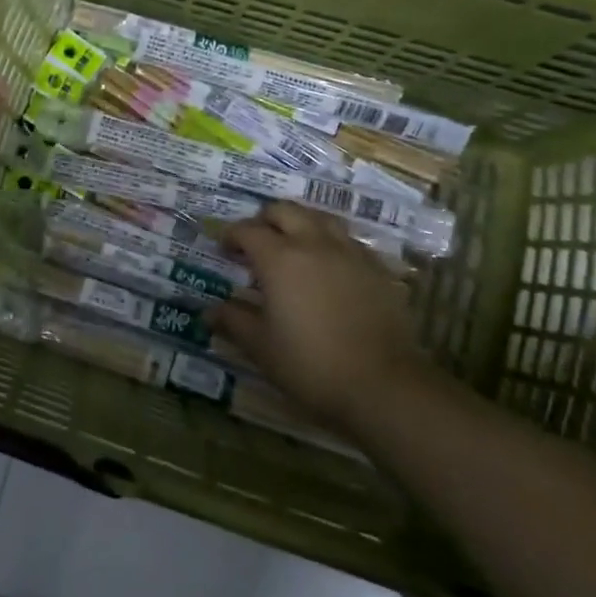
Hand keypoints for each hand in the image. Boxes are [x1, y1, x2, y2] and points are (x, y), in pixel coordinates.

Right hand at [210, 202, 429, 430]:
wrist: (385, 386)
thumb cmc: (312, 365)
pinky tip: (329, 266)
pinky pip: (348, 240)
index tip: (224, 249)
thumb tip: (210, 312)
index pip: (248, 230)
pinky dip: (330, 242)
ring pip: (320, 218)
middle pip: (285, 211)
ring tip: (293, 244)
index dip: (231, 235)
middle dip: (265, 219)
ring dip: (300, 222)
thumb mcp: (262, 348)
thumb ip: (234, 322)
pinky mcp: (377, 268)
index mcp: (279, 259)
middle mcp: (314, 244)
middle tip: (256, 241)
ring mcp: (350, 252)